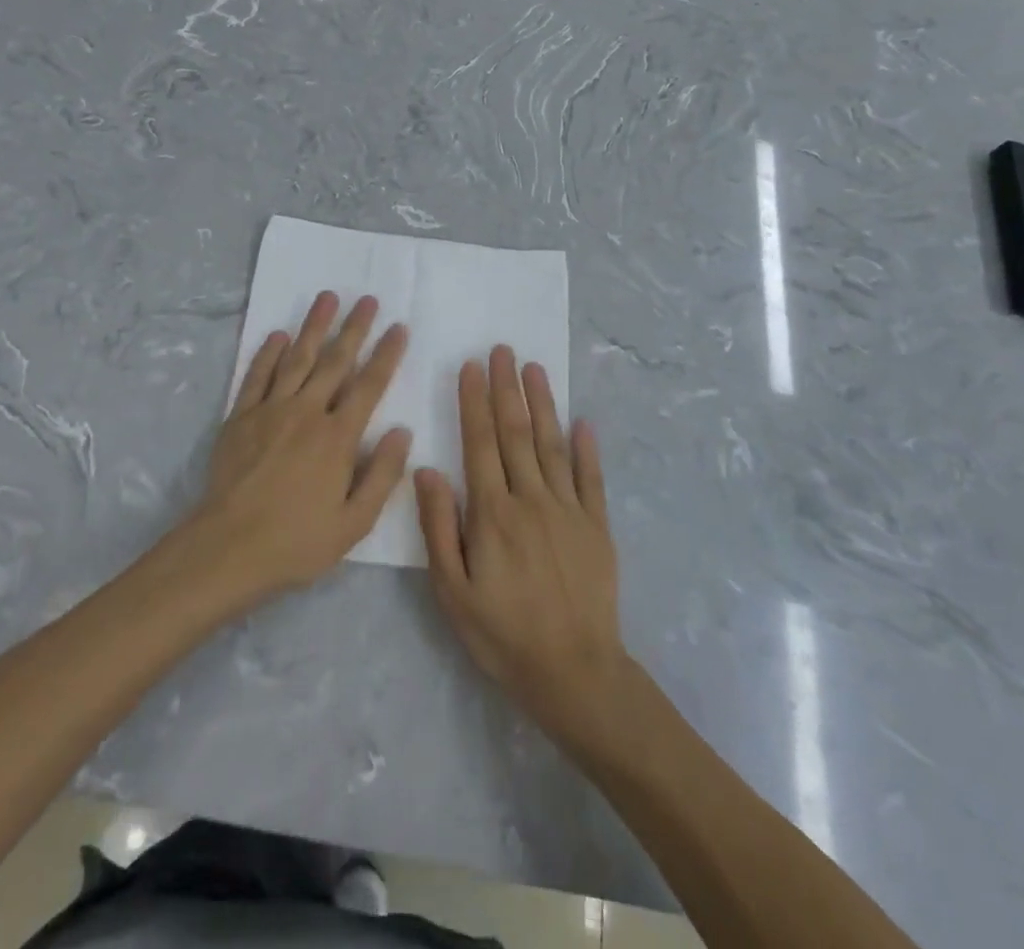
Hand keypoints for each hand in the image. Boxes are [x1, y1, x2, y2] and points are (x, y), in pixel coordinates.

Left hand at [193, 291, 410, 601]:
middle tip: (366, 299)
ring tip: (326, 298)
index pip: (369, 386)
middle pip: (335, 361)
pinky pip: (258, 376)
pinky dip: (269, 353)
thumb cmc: (297, 541)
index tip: (398, 327)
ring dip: (313, 327)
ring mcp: (270, 410)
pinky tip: (278, 335)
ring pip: (297, 358)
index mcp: (338, 437)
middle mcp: (307, 413)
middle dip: (354, 328)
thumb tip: (402, 432)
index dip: (386, 355)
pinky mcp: (240, 417)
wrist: (227, 548)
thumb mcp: (354, 523)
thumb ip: (382, 475)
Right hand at [416, 346, 627, 743]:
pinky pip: (591, 478)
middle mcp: (531, 500)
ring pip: (552, 445)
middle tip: (502, 350)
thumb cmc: (503, 634)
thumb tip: (427, 470)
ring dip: (543, 404)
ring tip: (535, 369)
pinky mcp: (597, 526)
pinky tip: (583, 421)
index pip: (480, 443)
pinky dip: (586, 448)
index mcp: (493, 513)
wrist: (575, 673)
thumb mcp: (453, 591)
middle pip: (516, 433)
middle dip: (506, 389)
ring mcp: (569, 510)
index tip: (472, 367)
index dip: (474, 402)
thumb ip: (439, 527)